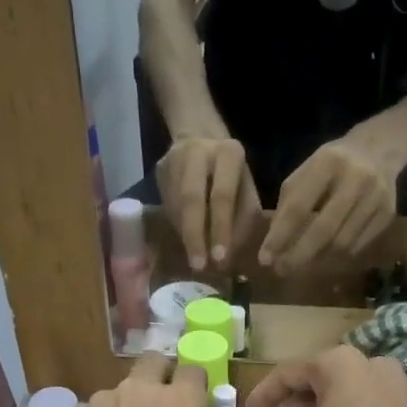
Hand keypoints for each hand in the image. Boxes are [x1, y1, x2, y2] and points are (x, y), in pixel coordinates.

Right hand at [156, 134, 262, 272]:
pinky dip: (178, 227)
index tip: (220, 259)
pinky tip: (187, 241)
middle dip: (195, 237)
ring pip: (176, 205)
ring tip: (196, 259)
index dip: (220, 229)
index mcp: (228, 153)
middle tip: (199, 266)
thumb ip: (242, 221)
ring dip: (186, 236)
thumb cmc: (233, 175)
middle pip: (191, 199)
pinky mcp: (160, 169)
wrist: (202, 139)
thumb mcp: (247, 193)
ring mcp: (174, 158)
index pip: (222, 196)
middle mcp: (199, 151)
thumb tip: (226, 259)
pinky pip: (167, 205)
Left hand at [257, 134, 398, 271]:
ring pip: (342, 242)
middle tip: (281, 270)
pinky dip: (338, 257)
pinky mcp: (387, 214)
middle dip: (299, 254)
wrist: (379, 151)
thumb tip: (274, 245)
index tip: (264, 258)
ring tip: (300, 265)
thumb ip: (289, 204)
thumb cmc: (332, 165)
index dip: (280, 236)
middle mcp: (356, 179)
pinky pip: (358, 246)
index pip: (299, 206)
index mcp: (328, 162)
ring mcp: (375, 197)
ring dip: (318, 259)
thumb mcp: (306, 172)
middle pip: (324, 229)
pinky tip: (325, 258)